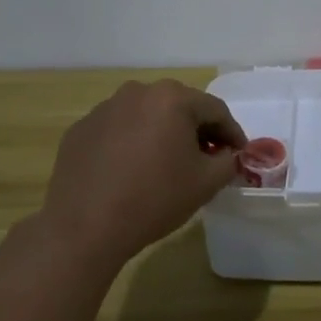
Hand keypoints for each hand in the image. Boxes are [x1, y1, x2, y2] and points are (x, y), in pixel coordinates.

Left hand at [36, 79, 246, 266]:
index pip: (215, 110)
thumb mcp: (206, 183)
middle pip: (180, 107)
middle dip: (197, 131)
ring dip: (163, 134)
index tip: (239, 154)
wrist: (84, 227)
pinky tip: (131, 171)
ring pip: (146, 116)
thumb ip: (229, 162)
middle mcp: (137, 92)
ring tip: (167, 164)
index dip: (232, 133)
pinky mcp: (81, 129)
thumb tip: (230, 155)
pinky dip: (131, 143)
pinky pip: (118, 130)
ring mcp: (104, 109)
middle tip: (207, 158)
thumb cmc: (154, 199)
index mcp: (172, 98)